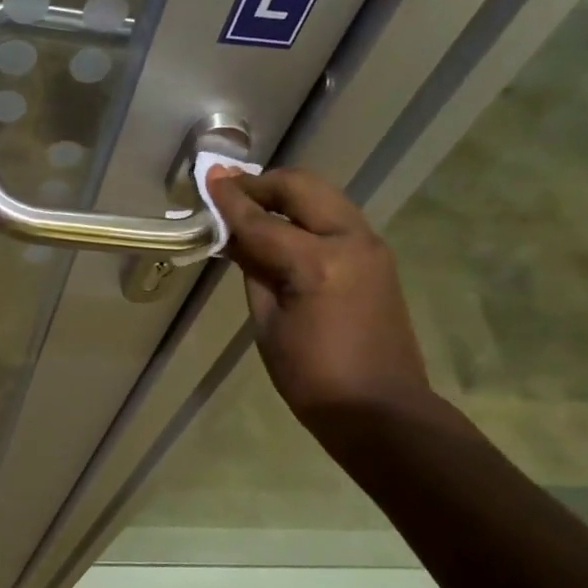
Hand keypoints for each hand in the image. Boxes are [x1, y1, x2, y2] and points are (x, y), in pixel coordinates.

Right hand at [206, 168, 440, 443]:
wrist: (380, 409)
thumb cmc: (311, 378)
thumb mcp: (268, 325)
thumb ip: (255, 272)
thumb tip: (238, 239)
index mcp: (318, 263)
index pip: (262, 221)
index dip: (230, 201)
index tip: (207, 177)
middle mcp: (350, 241)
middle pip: (301, 189)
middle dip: (262, 185)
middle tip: (228, 191)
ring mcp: (370, 246)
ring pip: (323, 198)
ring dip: (285, 197)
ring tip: (251, 209)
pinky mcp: (377, 258)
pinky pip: (335, 219)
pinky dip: (305, 215)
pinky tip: (281, 232)